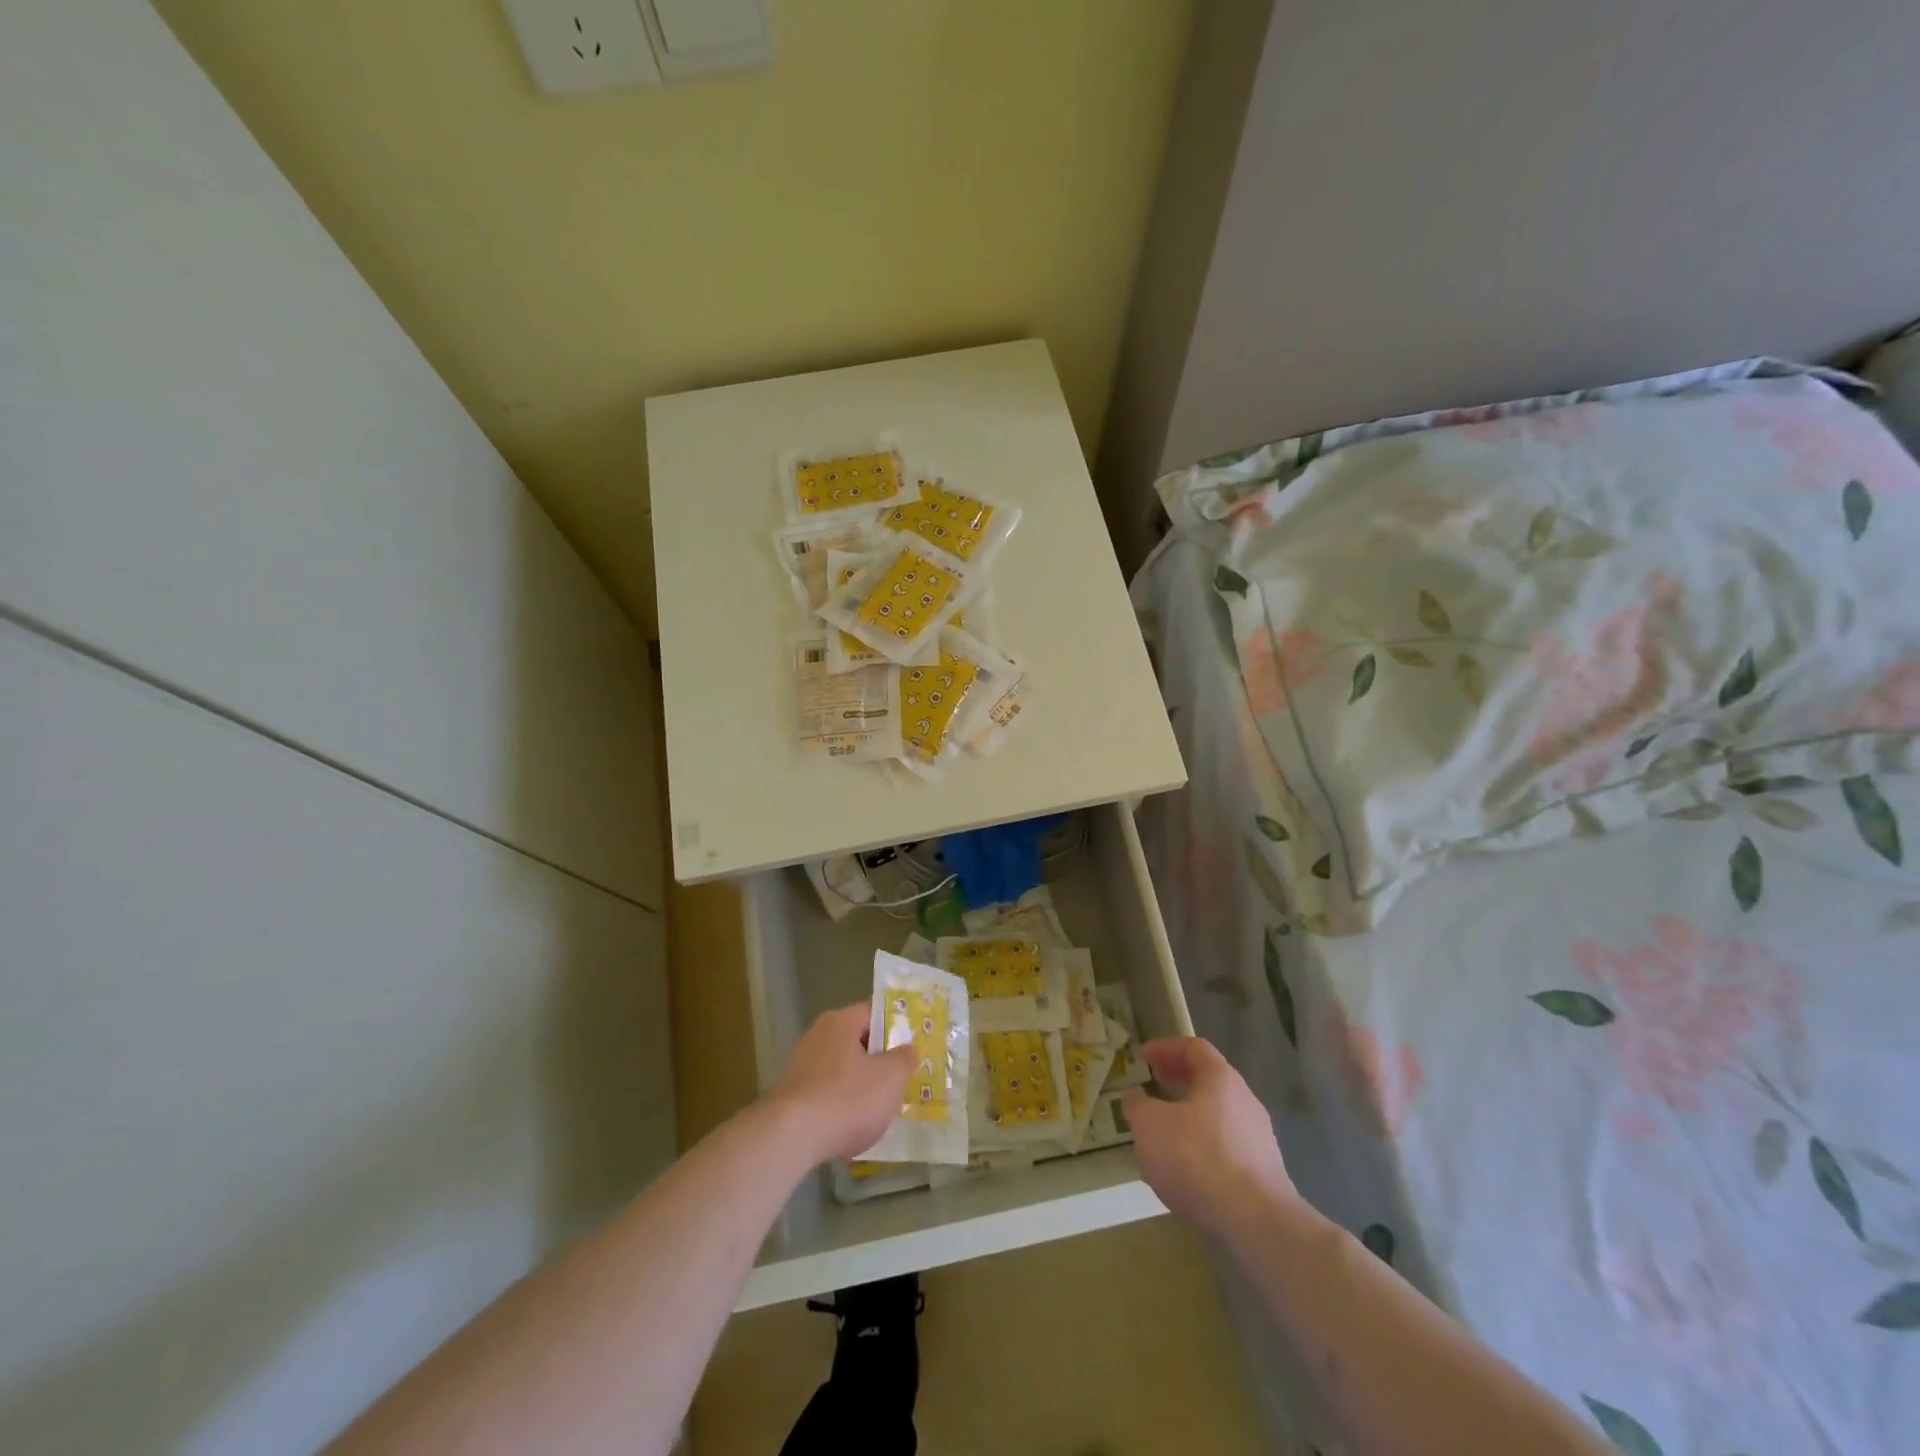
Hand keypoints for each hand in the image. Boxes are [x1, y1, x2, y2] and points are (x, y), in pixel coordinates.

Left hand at [767, 1003, 915, 1165]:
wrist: (791, 1137)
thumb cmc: (847, 1098)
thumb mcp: (891, 1077)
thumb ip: (904, 1059)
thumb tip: (907, 1049)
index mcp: (841, 1021)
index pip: (874, 1013)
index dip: (896, 1028)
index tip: (911, 1048)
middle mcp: (818, 1035)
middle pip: (857, 1042)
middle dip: (879, 1061)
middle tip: (900, 1079)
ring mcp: (801, 1065)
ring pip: (842, 1070)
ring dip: (860, 1086)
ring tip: (879, 1110)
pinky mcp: (791, 1095)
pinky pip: (826, 1093)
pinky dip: (840, 1106)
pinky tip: (851, 1128)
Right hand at [1123, 1038, 1298, 1247]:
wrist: (1255, 1222)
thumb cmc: (1197, 1158)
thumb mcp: (1150, 1125)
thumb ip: (1138, 1105)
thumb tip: (1135, 1095)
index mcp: (1221, 1078)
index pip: (1193, 1047)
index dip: (1165, 1047)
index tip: (1142, 1057)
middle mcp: (1245, 1100)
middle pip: (1209, 1079)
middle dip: (1178, 1079)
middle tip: (1154, 1084)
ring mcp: (1259, 1137)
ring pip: (1218, 1113)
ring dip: (1190, 1113)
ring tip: (1165, 1129)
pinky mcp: (1264, 1171)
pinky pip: (1227, 1145)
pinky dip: (1204, 1144)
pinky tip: (1187, 1166)